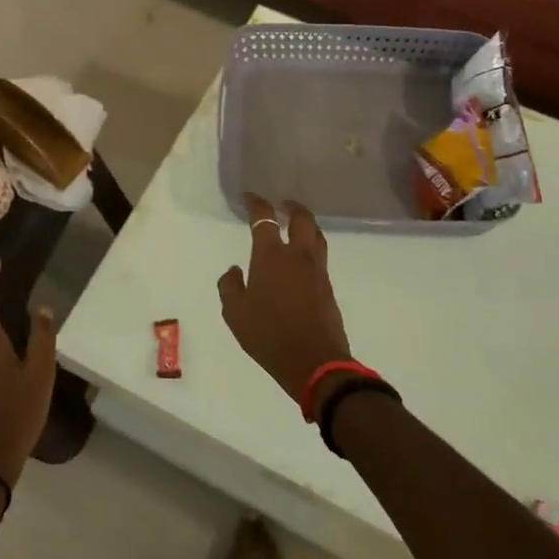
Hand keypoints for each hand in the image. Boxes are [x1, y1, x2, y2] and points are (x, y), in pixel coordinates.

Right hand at [217, 195, 352, 407]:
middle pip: (302, 218)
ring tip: (296, 227)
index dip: (256, 204)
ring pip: (316, 236)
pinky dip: (311, 248)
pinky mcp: (328, 287)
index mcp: (271, 256)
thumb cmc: (268, 335)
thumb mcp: (235, 313)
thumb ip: (230, 286)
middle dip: (292, 207)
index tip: (250, 197)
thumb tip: (234, 270)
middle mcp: (298, 256)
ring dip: (306, 225)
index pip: (264, 219)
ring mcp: (317, 270)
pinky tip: (301, 260)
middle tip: (282, 205)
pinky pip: (320, 257)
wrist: (314, 361)